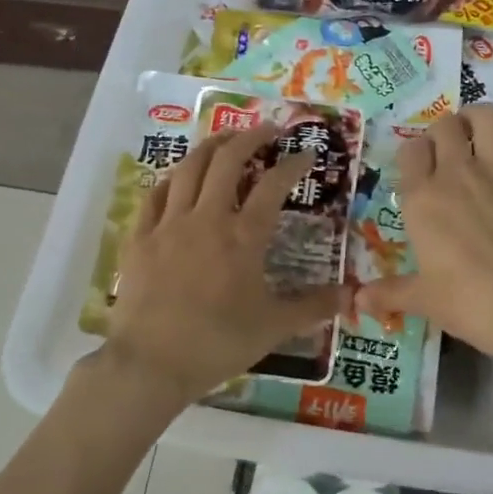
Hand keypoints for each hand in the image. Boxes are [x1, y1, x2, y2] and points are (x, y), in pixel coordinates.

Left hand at [100, 124, 345, 409]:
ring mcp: (169, 224)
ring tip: (225, 139)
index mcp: (243, 236)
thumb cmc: (218, 343)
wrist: (150, 364)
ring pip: (189, 169)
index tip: (306, 154)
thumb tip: (352, 295)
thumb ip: (314, 307)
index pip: (273, 185)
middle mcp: (207, 218)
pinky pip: (154, 195)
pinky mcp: (140, 237)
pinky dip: (171, 179)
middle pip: (227, 161)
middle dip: (249, 138)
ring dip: (210, 147)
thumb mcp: (274, 328)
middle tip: (266, 129)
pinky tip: (178, 178)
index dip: (293, 164)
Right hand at [359, 104, 492, 363]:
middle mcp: (456, 176)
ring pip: (486, 117)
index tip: (418, 168)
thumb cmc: (469, 304)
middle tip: (446, 151)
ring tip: (476, 132)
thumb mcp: (423, 300)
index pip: (410, 151)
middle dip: (442, 130)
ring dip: (478, 117)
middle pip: (444, 125)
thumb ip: (388, 293)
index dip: (413, 153)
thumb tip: (356, 301)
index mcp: (421, 200)